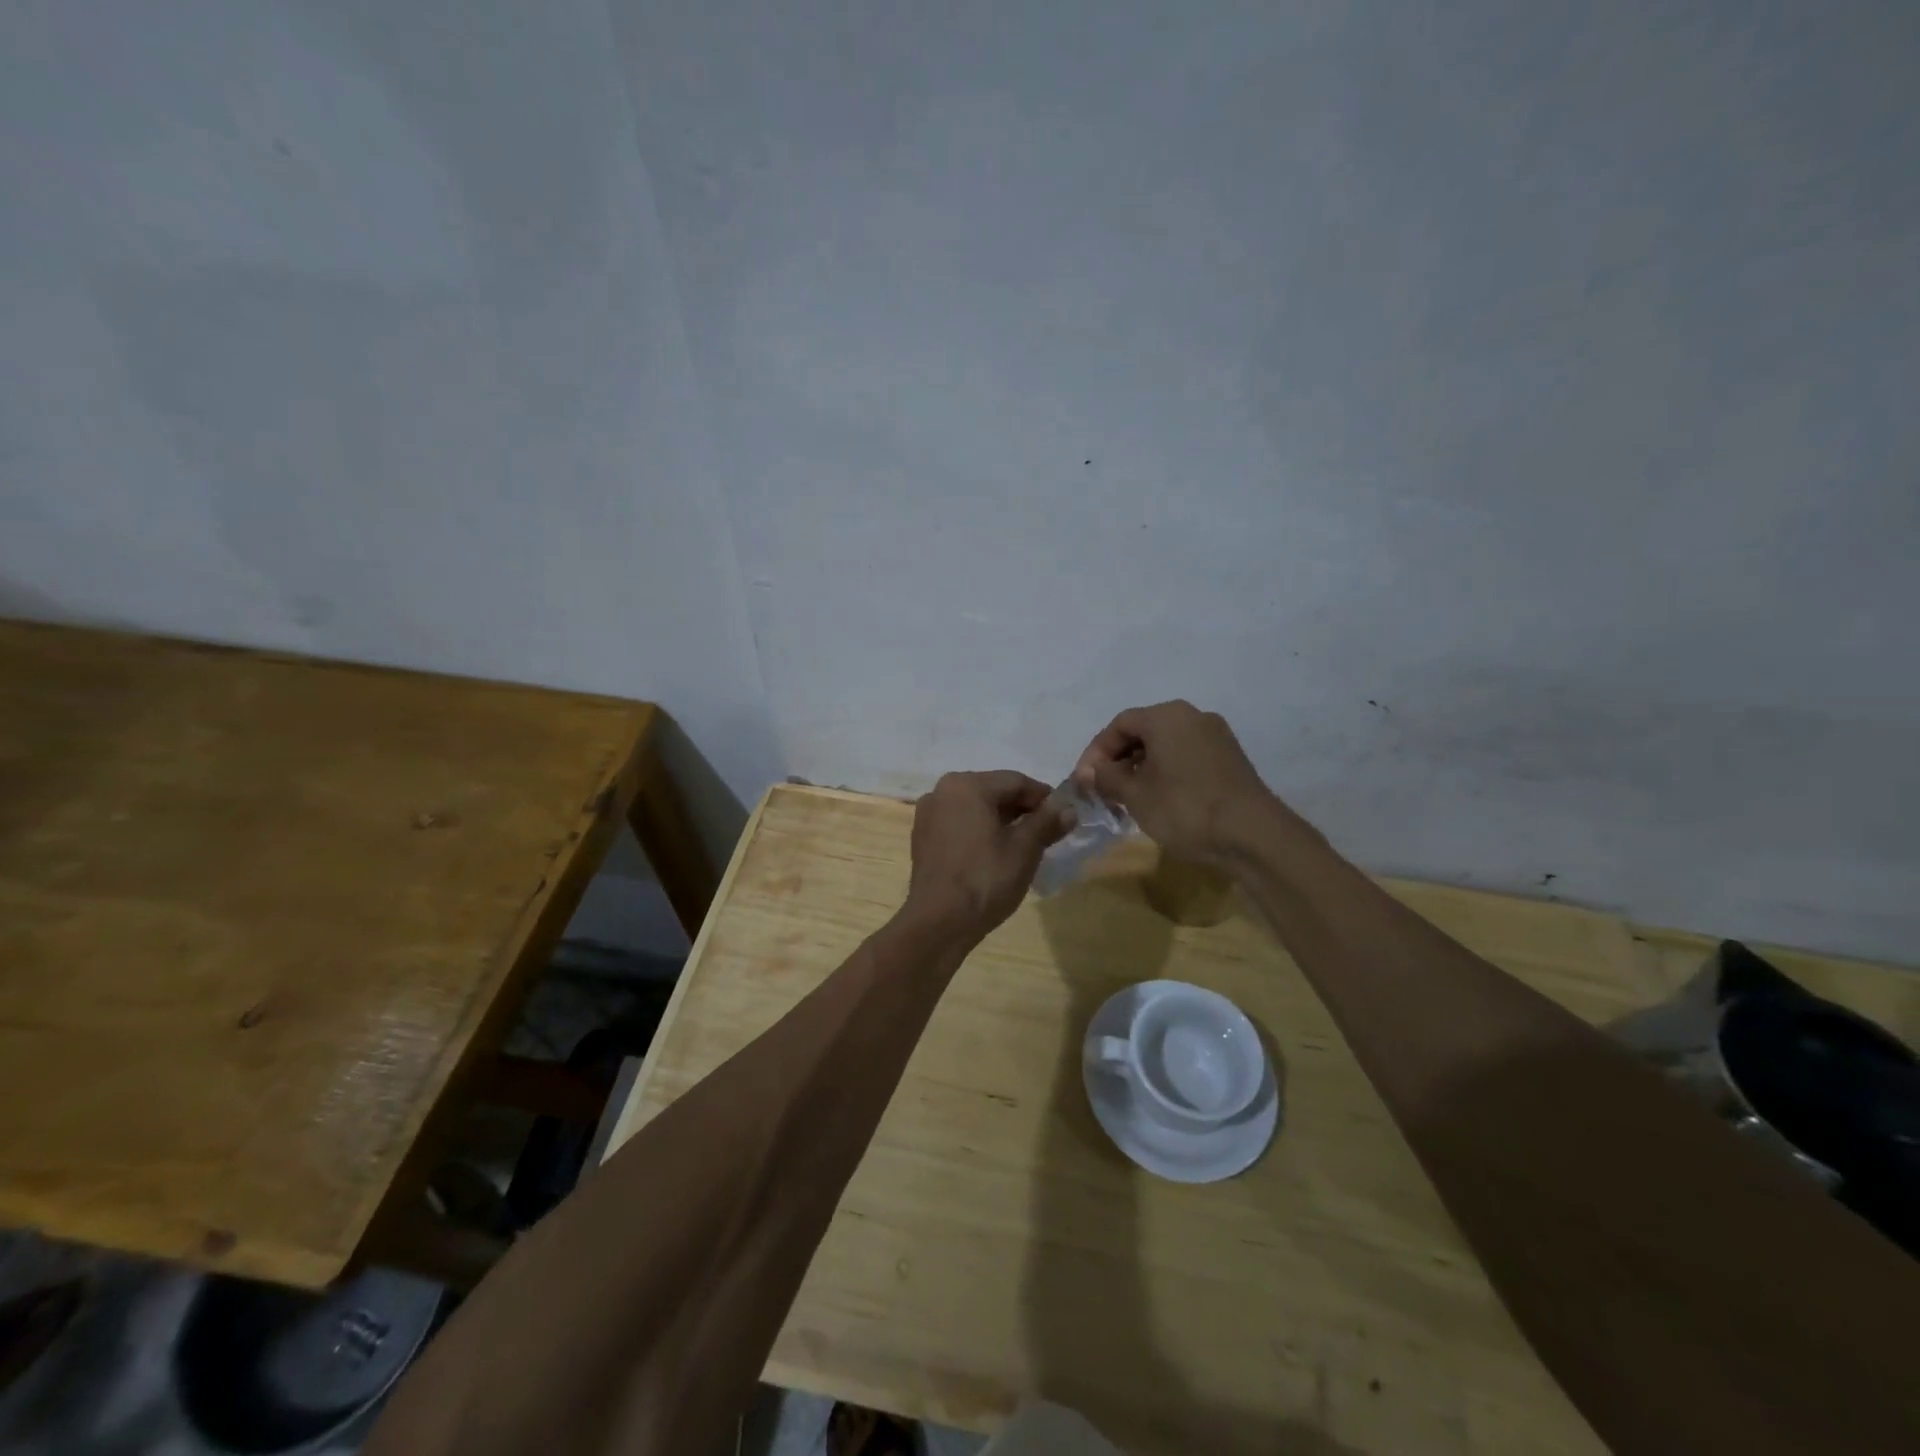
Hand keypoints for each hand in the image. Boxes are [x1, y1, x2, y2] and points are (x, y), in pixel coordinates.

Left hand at [904, 771, 1073, 937]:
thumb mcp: (1024, 849)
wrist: (939, 922)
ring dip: (1002, 821)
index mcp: (966, 785)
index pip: (1015, 781)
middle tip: (1048, 831)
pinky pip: (959, 825)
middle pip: (993, 792)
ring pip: (975, 809)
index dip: (1043, 797)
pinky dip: (980, 832)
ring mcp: (928, 815)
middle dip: (1022, 809)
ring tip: (1025, 844)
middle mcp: (942, 791)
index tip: (1064, 815)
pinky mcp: (923, 838)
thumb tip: (1068, 808)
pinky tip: (995, 853)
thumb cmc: (985, 879)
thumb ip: (1047, 823)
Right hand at [1072, 701, 1287, 862]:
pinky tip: (1159, 799)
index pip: (1119, 724)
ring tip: (1128, 798)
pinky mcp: (1230, 758)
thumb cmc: (1184, 808)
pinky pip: (1186, 756)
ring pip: (1166, 745)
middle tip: (1103, 790)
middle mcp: (1193, 716)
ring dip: (1141, 767)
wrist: (1252, 834)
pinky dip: (1166, 771)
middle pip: (1143, 731)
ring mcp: (1216, 736)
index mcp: (1166, 716)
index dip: (1096, 752)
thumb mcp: (1135, 794)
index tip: (1084, 780)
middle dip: (1118, 760)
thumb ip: (1106, 777)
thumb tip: (1088, 772)